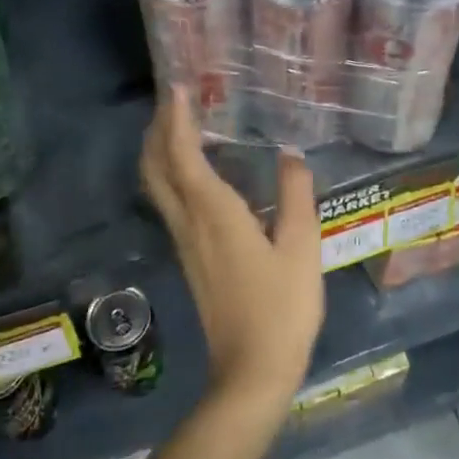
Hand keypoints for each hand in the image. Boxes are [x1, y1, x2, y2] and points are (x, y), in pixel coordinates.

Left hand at [140, 88, 324, 414]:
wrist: (251, 371)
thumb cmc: (281, 308)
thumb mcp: (301, 248)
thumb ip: (296, 196)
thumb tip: (291, 154)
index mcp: (214, 213)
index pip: (183, 155)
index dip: (177, 119)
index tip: (178, 87)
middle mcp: (189, 222)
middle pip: (156, 167)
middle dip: (157, 129)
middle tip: (172, 100)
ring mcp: (185, 242)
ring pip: (158, 185)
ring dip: (159, 150)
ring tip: (178, 125)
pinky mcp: (189, 258)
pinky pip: (169, 202)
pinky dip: (170, 174)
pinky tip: (193, 173)